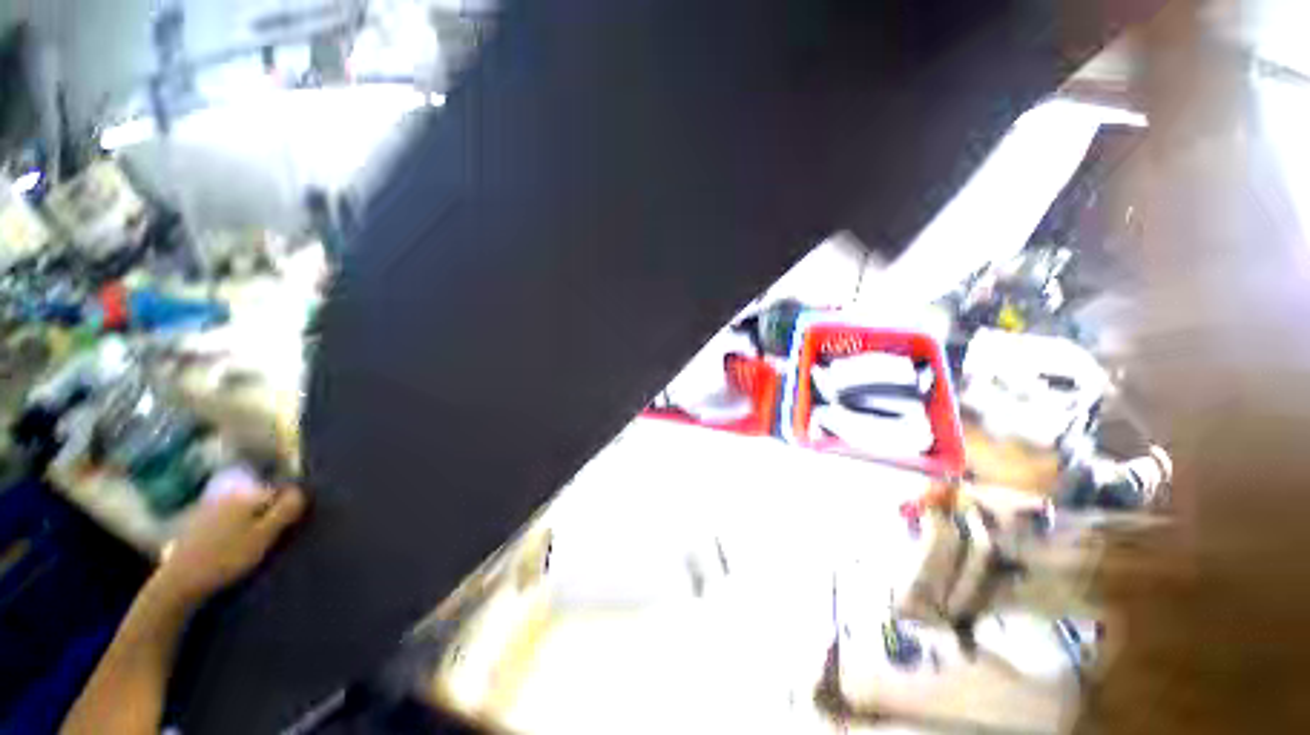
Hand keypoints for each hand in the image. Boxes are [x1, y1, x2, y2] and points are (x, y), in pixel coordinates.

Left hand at [152, 485, 306, 607]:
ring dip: (251, 522)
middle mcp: (228, 495)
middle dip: (269, 513)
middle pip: (259, 500)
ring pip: (242, 510)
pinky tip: (231, 548)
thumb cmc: (227, 558)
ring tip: (254, 546)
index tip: (291, 527)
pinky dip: (234, 530)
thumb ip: (285, 511)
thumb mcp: (264, 536)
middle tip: (273, 539)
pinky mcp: (196, 524)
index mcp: (246, 495)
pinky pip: (226, 520)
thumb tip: (302, 491)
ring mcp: (209, 508)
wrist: (179, 582)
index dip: (289, 507)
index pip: (279, 492)